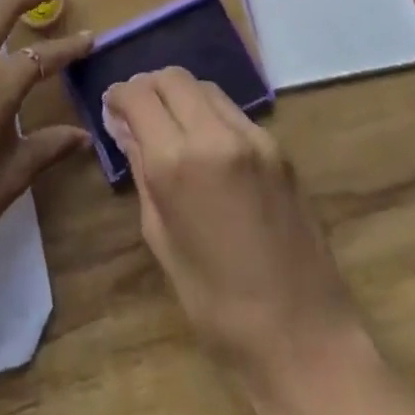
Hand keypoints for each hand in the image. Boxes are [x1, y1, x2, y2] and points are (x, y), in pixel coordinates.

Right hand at [103, 69, 372, 414]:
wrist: (303, 336)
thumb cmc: (216, 304)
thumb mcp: (161, 238)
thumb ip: (142, 171)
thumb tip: (125, 128)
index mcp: (177, 162)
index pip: (138, 95)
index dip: (118, 95)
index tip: (111, 108)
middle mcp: (215, 135)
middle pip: (172, 77)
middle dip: (148, 86)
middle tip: (137, 112)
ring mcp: (253, 137)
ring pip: (204, 87)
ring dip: (180, 94)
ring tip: (169, 123)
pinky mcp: (278, 148)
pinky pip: (232, 111)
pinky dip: (209, 112)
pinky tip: (205, 143)